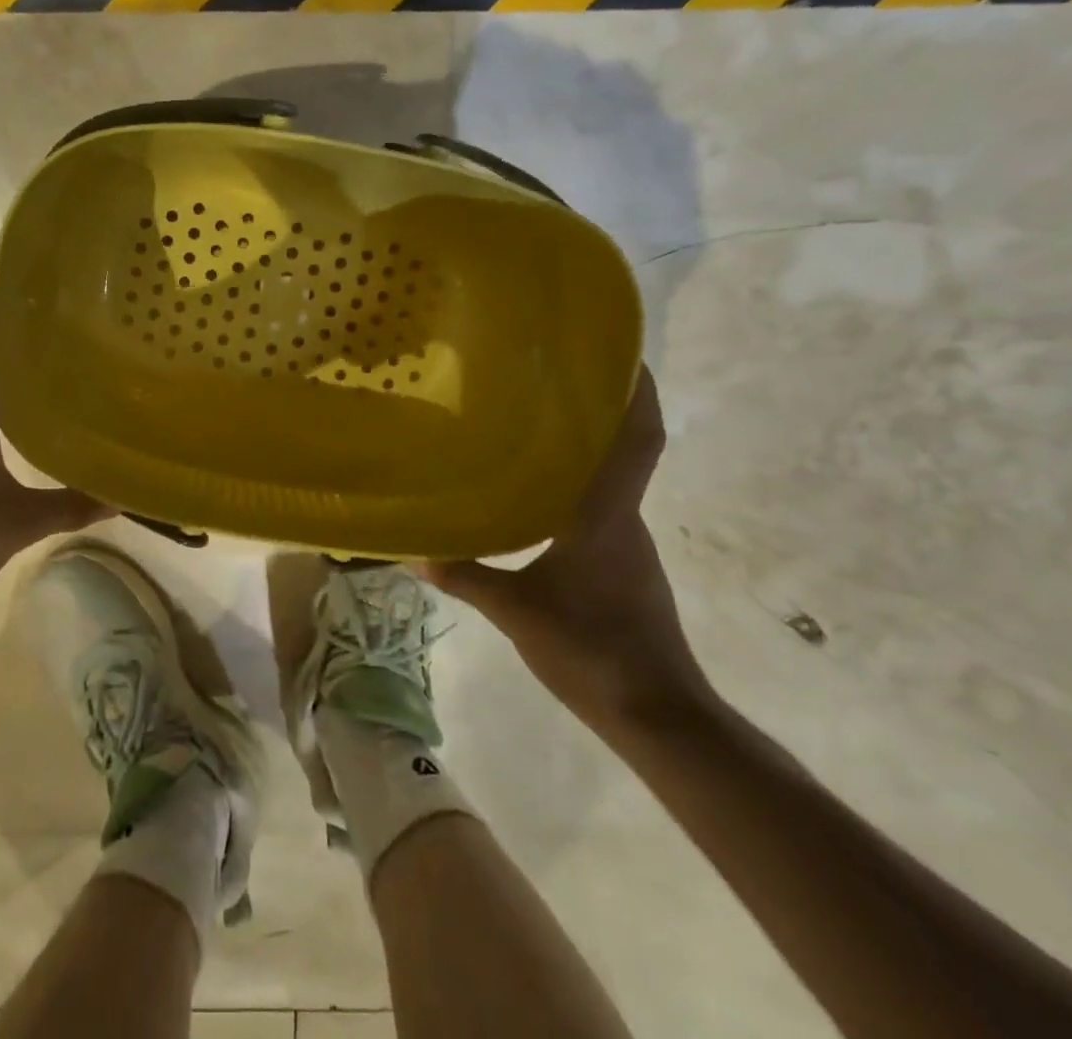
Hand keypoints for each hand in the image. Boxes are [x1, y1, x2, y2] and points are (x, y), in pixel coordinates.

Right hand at [424, 366, 710, 730]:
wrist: (658, 717)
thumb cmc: (592, 649)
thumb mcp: (517, 611)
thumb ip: (466, 576)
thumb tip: (413, 550)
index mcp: (605, 514)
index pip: (637, 439)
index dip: (639, 393)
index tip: (624, 354)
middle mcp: (625, 518)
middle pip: (623, 450)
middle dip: (598, 410)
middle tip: (549, 378)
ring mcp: (629, 544)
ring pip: (610, 480)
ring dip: (585, 449)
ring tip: (533, 426)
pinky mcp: (625, 567)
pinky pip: (601, 509)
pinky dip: (577, 488)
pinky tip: (538, 496)